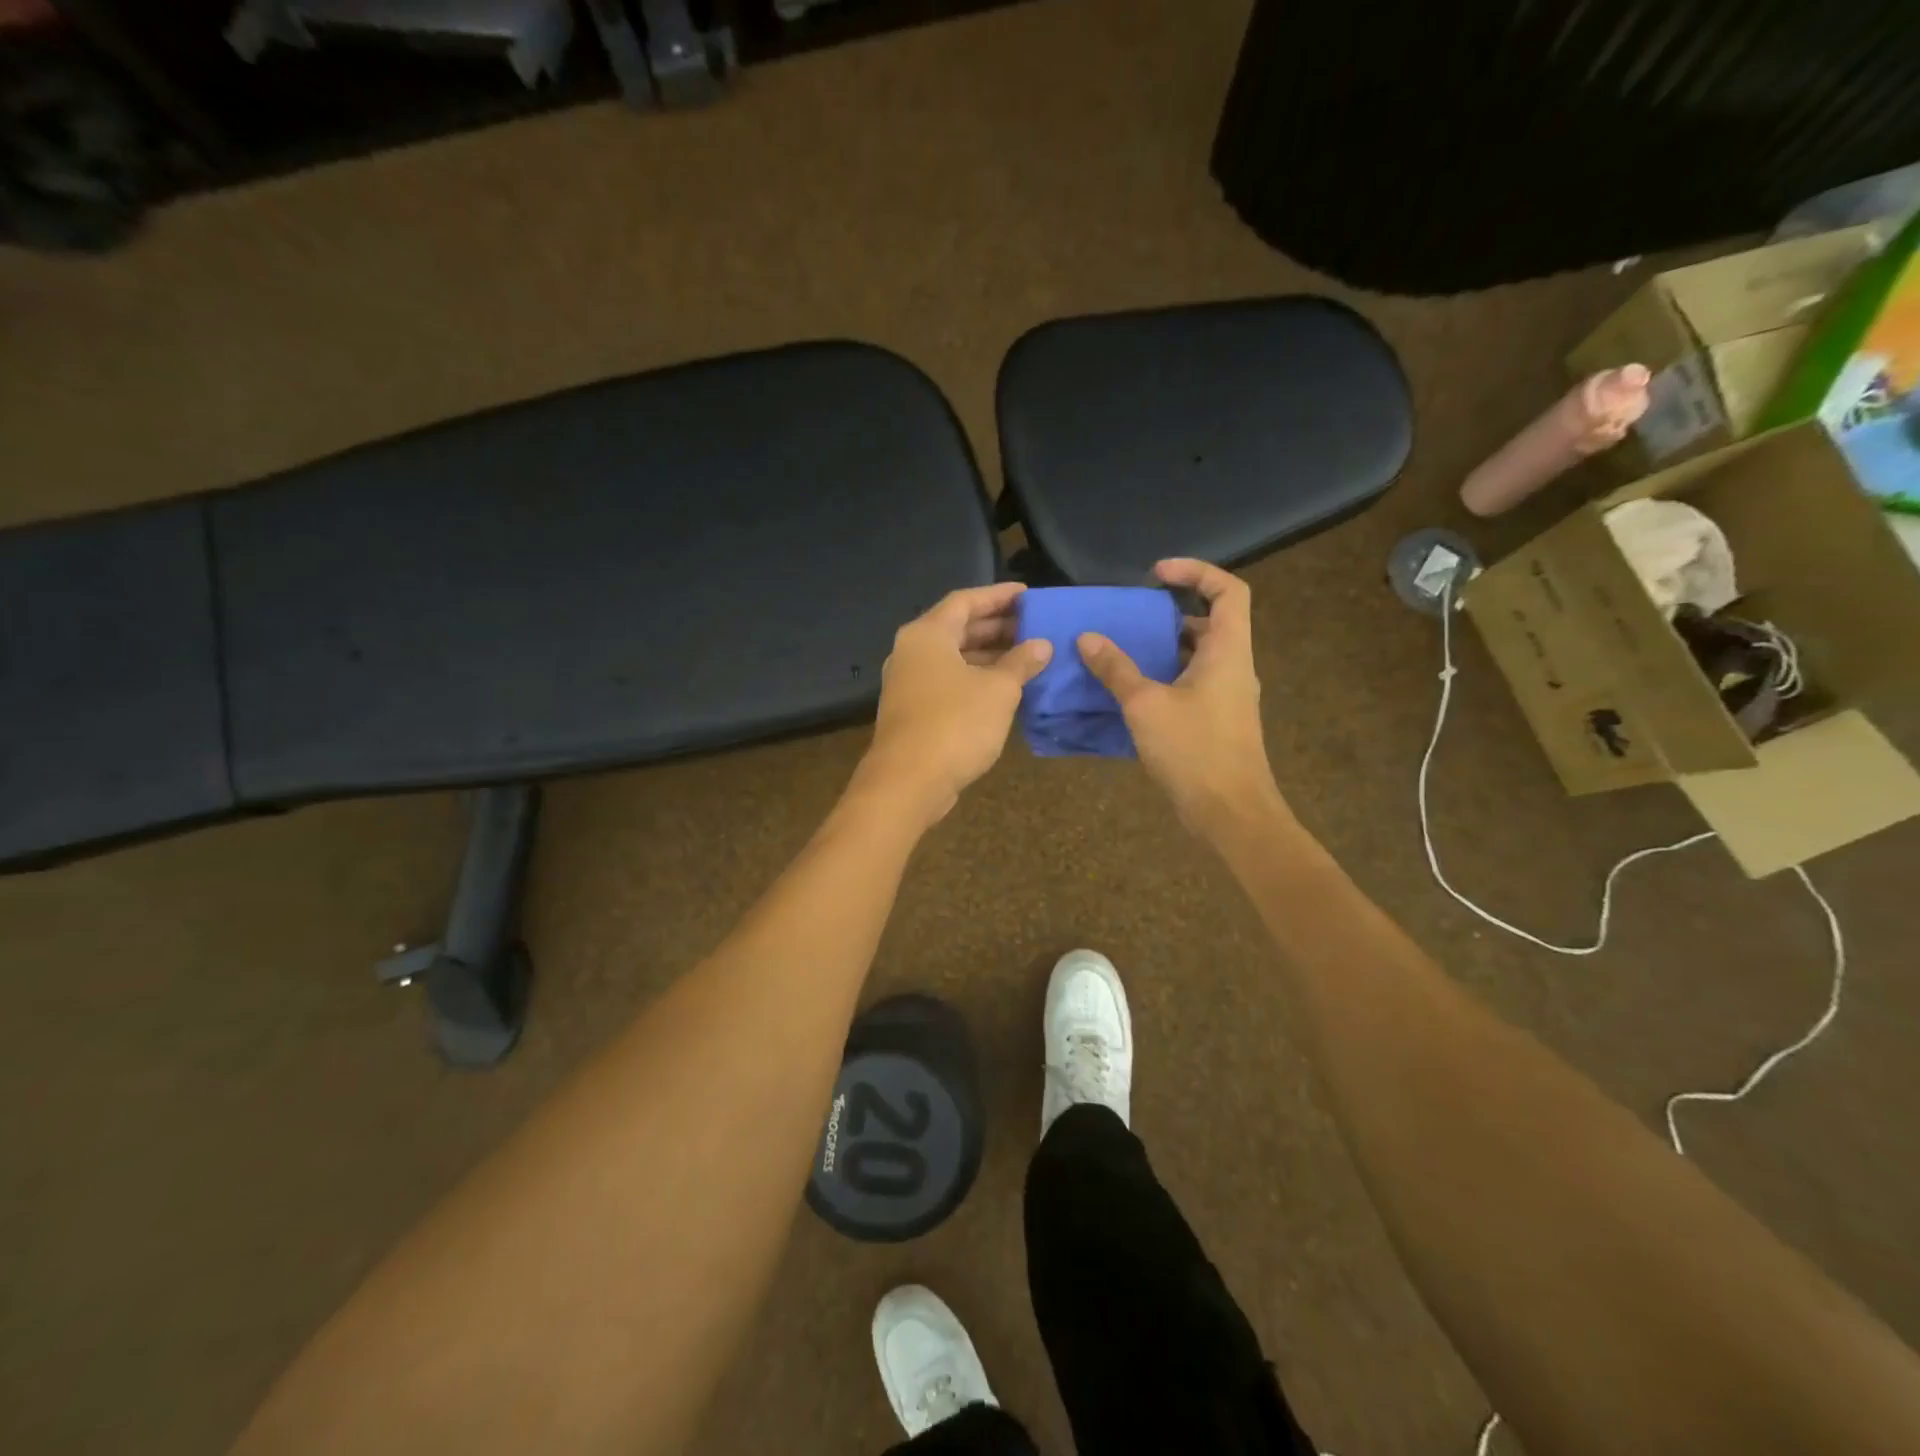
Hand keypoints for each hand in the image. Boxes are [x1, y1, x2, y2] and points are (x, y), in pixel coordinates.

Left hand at [854, 582, 1051, 826]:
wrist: (908, 782)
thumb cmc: (955, 724)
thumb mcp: (998, 690)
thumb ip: (1021, 662)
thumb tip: (1042, 645)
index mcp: (927, 634)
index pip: (965, 601)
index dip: (998, 596)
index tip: (1029, 595)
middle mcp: (912, 652)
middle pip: (957, 628)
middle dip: (996, 627)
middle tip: (1034, 627)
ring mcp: (909, 683)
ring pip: (953, 658)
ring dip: (989, 656)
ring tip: (1027, 657)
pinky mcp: (913, 711)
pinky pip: (948, 682)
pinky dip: (976, 679)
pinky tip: (1005, 689)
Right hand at [1077, 559, 1285, 833]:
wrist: (1230, 813)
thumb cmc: (1193, 750)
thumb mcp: (1146, 705)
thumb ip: (1116, 669)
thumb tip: (1087, 638)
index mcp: (1227, 651)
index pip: (1228, 591)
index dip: (1196, 572)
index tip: (1156, 575)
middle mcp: (1234, 667)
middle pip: (1211, 622)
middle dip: (1171, 613)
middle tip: (1132, 616)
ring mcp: (1228, 696)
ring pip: (1199, 656)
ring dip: (1164, 648)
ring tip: (1123, 650)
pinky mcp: (1217, 721)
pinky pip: (1192, 683)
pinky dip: (1165, 677)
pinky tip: (1131, 692)